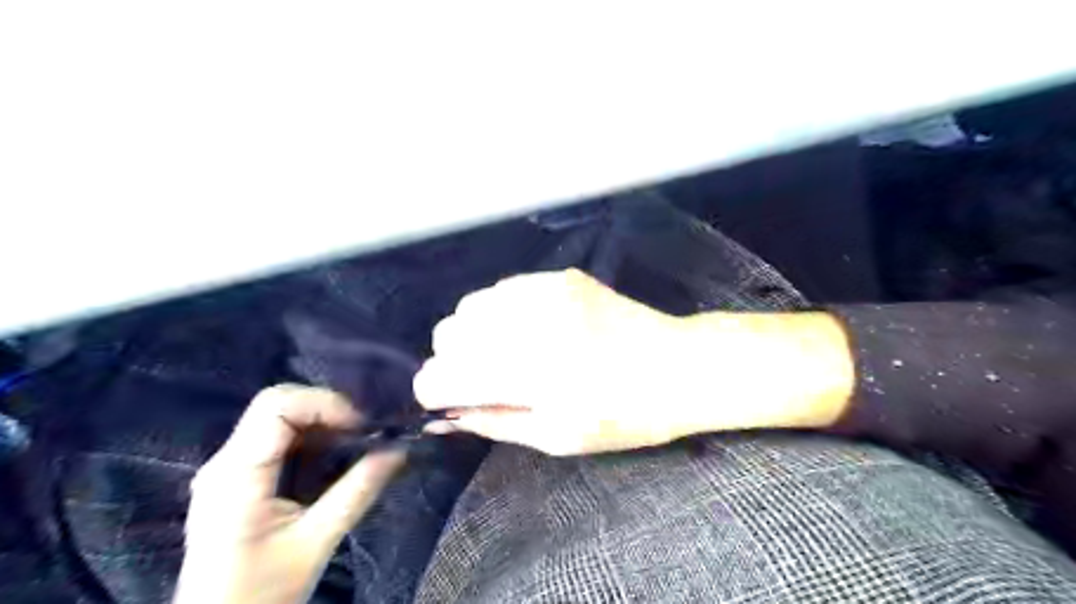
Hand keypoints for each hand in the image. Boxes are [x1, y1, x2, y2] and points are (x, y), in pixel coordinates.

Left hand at [177, 388, 402, 603]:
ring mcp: (228, 468)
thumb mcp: (317, 541)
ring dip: (322, 422)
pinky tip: (333, 456)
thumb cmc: (262, 593)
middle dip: (327, 410)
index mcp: (236, 476)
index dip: (325, 404)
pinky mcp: (237, 477)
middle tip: (363, 433)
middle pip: (277, 404)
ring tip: (355, 443)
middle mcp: (225, 462)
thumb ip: (359, 491)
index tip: (362, 426)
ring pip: (278, 416)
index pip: (277, 406)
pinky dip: (312, 437)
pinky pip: (276, 437)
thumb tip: (400, 449)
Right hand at [413, 266, 857, 451]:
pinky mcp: (560, 277)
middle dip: (452, 360)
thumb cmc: (623, 414)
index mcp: (528, 375)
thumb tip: (444, 416)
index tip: (443, 399)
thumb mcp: (557, 437)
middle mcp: (529, 325)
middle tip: (480, 378)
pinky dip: (499, 312)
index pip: (443, 375)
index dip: (434, 390)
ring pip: (470, 306)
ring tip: (503, 352)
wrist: (678, 365)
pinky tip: (525, 328)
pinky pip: (503, 288)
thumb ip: (494, 421)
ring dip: (473, 334)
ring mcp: (544, 292)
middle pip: (447, 333)